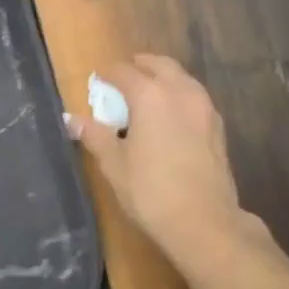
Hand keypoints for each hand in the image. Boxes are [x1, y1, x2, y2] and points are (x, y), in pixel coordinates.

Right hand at [72, 55, 248, 262]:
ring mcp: (203, 107)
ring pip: (181, 78)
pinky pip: (194, 97)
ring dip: (163, 78)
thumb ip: (94, 135)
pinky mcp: (218, 126)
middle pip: (159, 64)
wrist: (205, 223)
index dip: (107, 74)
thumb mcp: (114, 164)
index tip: (97, 80)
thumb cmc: (151, 191)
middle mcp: (179, 91)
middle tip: (123, 78)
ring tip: (147, 95)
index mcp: (150, 94)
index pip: (123, 71)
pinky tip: (171, 116)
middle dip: (139, 66)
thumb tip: (70, 119)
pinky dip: (179, 95)